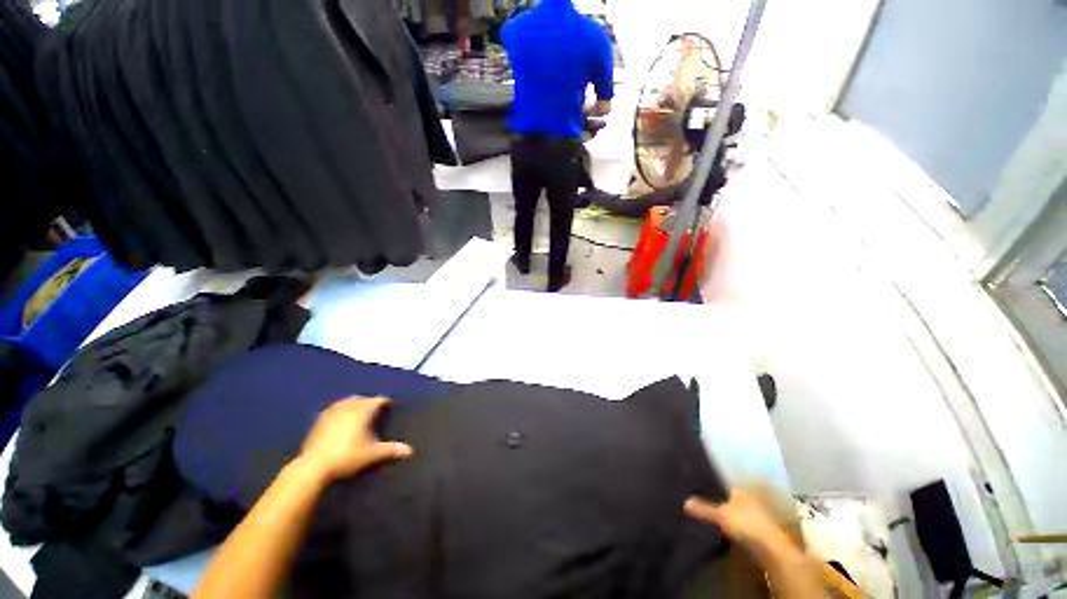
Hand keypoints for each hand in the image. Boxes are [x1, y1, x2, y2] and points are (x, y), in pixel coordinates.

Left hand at [297, 397, 412, 483]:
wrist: (313, 467)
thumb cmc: (347, 457)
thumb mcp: (371, 454)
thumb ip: (391, 450)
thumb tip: (410, 451)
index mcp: (362, 412)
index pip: (377, 401)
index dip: (384, 402)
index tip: (389, 404)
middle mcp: (348, 408)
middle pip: (362, 399)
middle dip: (369, 401)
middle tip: (376, 406)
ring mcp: (332, 413)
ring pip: (347, 401)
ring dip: (354, 402)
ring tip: (359, 407)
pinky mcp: (319, 421)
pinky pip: (333, 408)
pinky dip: (340, 408)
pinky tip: (339, 414)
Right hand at [685, 489, 795, 557]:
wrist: (771, 549)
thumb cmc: (746, 524)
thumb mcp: (719, 515)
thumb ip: (702, 508)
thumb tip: (684, 501)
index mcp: (740, 491)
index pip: (722, 485)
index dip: (711, 488)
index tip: (698, 490)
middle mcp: (748, 500)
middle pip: (729, 499)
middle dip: (718, 502)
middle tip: (701, 504)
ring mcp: (755, 516)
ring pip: (735, 513)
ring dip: (726, 516)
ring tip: (709, 518)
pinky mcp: (758, 531)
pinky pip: (740, 526)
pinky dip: (732, 528)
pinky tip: (722, 532)